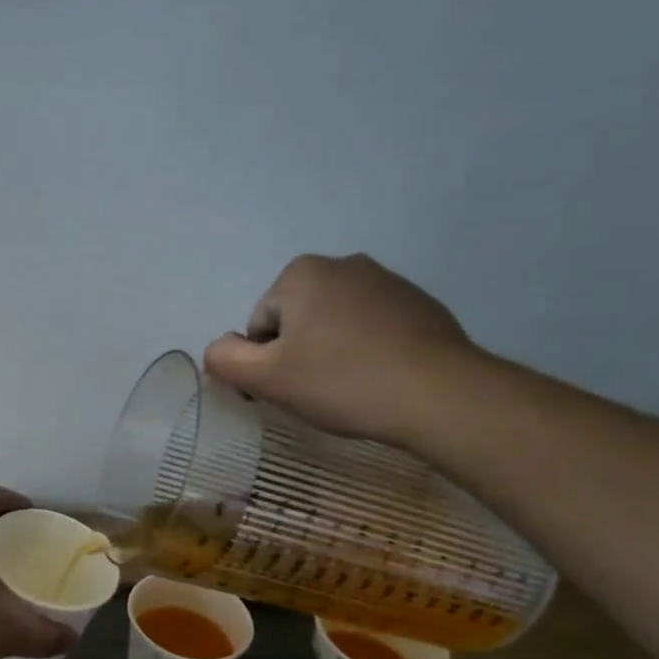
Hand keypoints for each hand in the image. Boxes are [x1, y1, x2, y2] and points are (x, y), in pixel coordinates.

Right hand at [202, 254, 480, 445]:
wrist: (439, 394)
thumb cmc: (341, 381)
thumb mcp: (266, 378)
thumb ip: (224, 358)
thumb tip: (219, 348)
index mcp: (301, 273)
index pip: (260, 325)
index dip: (266, 362)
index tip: (289, 388)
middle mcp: (343, 264)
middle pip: (296, 319)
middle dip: (299, 352)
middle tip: (317, 389)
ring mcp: (387, 281)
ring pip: (334, 323)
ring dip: (332, 351)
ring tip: (351, 386)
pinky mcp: (420, 304)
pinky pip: (372, 328)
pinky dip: (367, 350)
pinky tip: (380, 378)